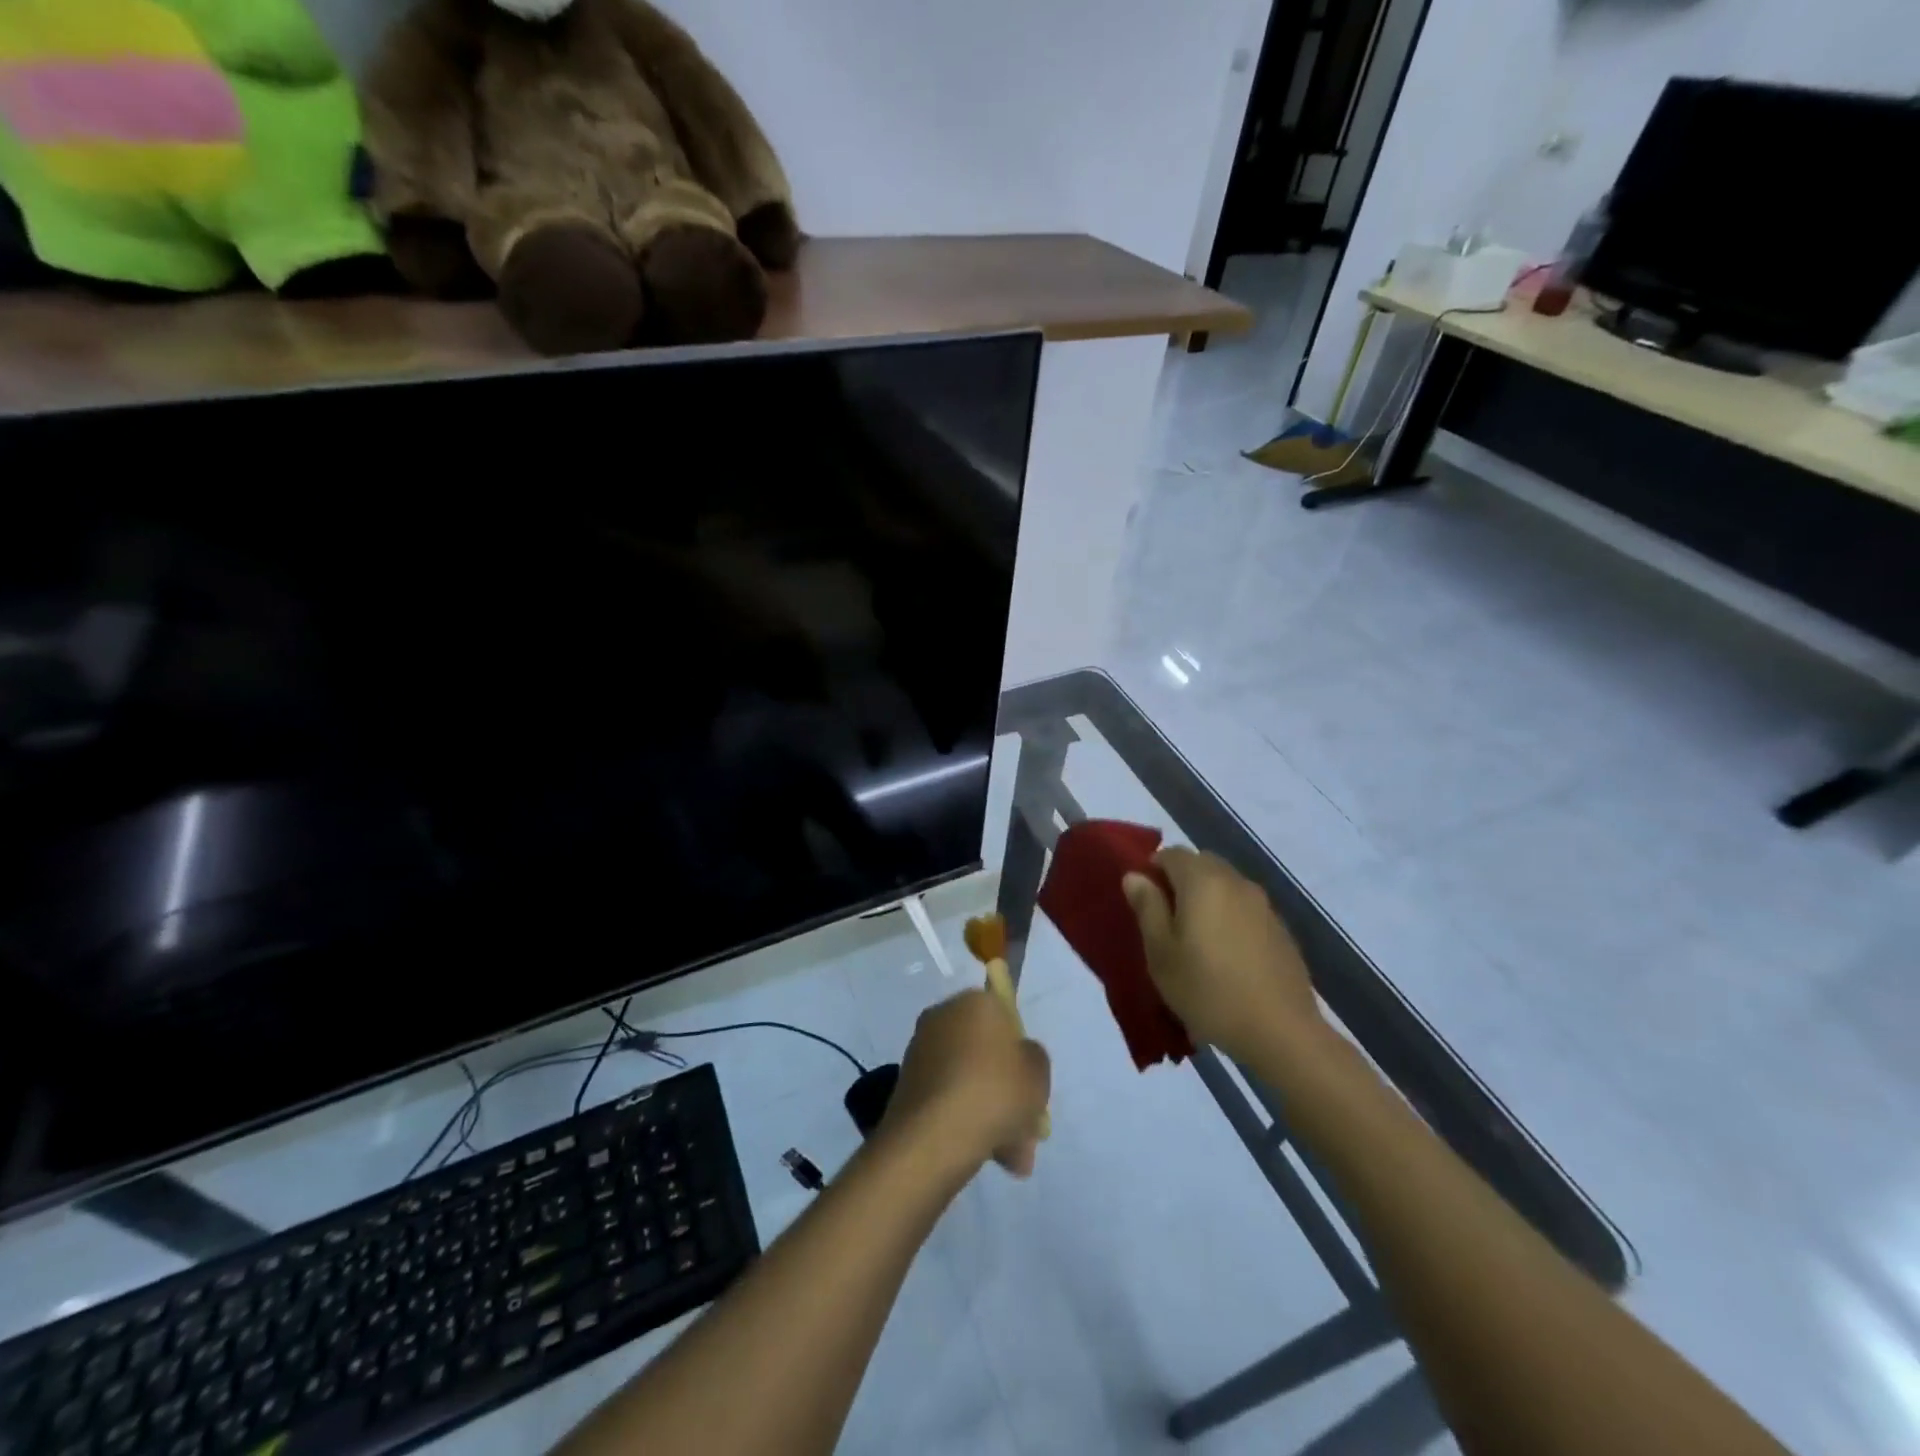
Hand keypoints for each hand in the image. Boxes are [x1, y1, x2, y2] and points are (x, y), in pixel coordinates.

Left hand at [883, 990, 1050, 1178]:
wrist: (933, 1137)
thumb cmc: (994, 1092)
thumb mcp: (1038, 1073)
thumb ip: (1034, 1058)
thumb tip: (1019, 1058)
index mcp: (974, 1001)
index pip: (1005, 1018)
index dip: (1020, 1053)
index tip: (1030, 1085)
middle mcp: (943, 1017)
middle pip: (986, 1054)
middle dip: (1008, 1091)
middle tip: (1025, 1129)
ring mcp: (921, 1051)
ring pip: (969, 1080)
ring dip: (991, 1113)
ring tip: (1011, 1157)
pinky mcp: (907, 1085)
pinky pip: (948, 1098)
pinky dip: (965, 1121)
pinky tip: (985, 1155)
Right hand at [1123, 848, 1322, 1063]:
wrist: (1279, 1030)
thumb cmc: (1207, 989)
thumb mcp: (1161, 953)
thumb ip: (1147, 908)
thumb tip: (1135, 876)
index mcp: (1203, 881)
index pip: (1171, 853)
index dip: (1153, 869)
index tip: (1144, 901)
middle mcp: (1235, 882)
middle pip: (1202, 864)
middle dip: (1181, 880)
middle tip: (1167, 919)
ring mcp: (1263, 904)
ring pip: (1226, 884)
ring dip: (1207, 898)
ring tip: (1196, 938)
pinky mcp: (1281, 928)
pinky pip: (1245, 908)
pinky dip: (1230, 917)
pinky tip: (1227, 954)